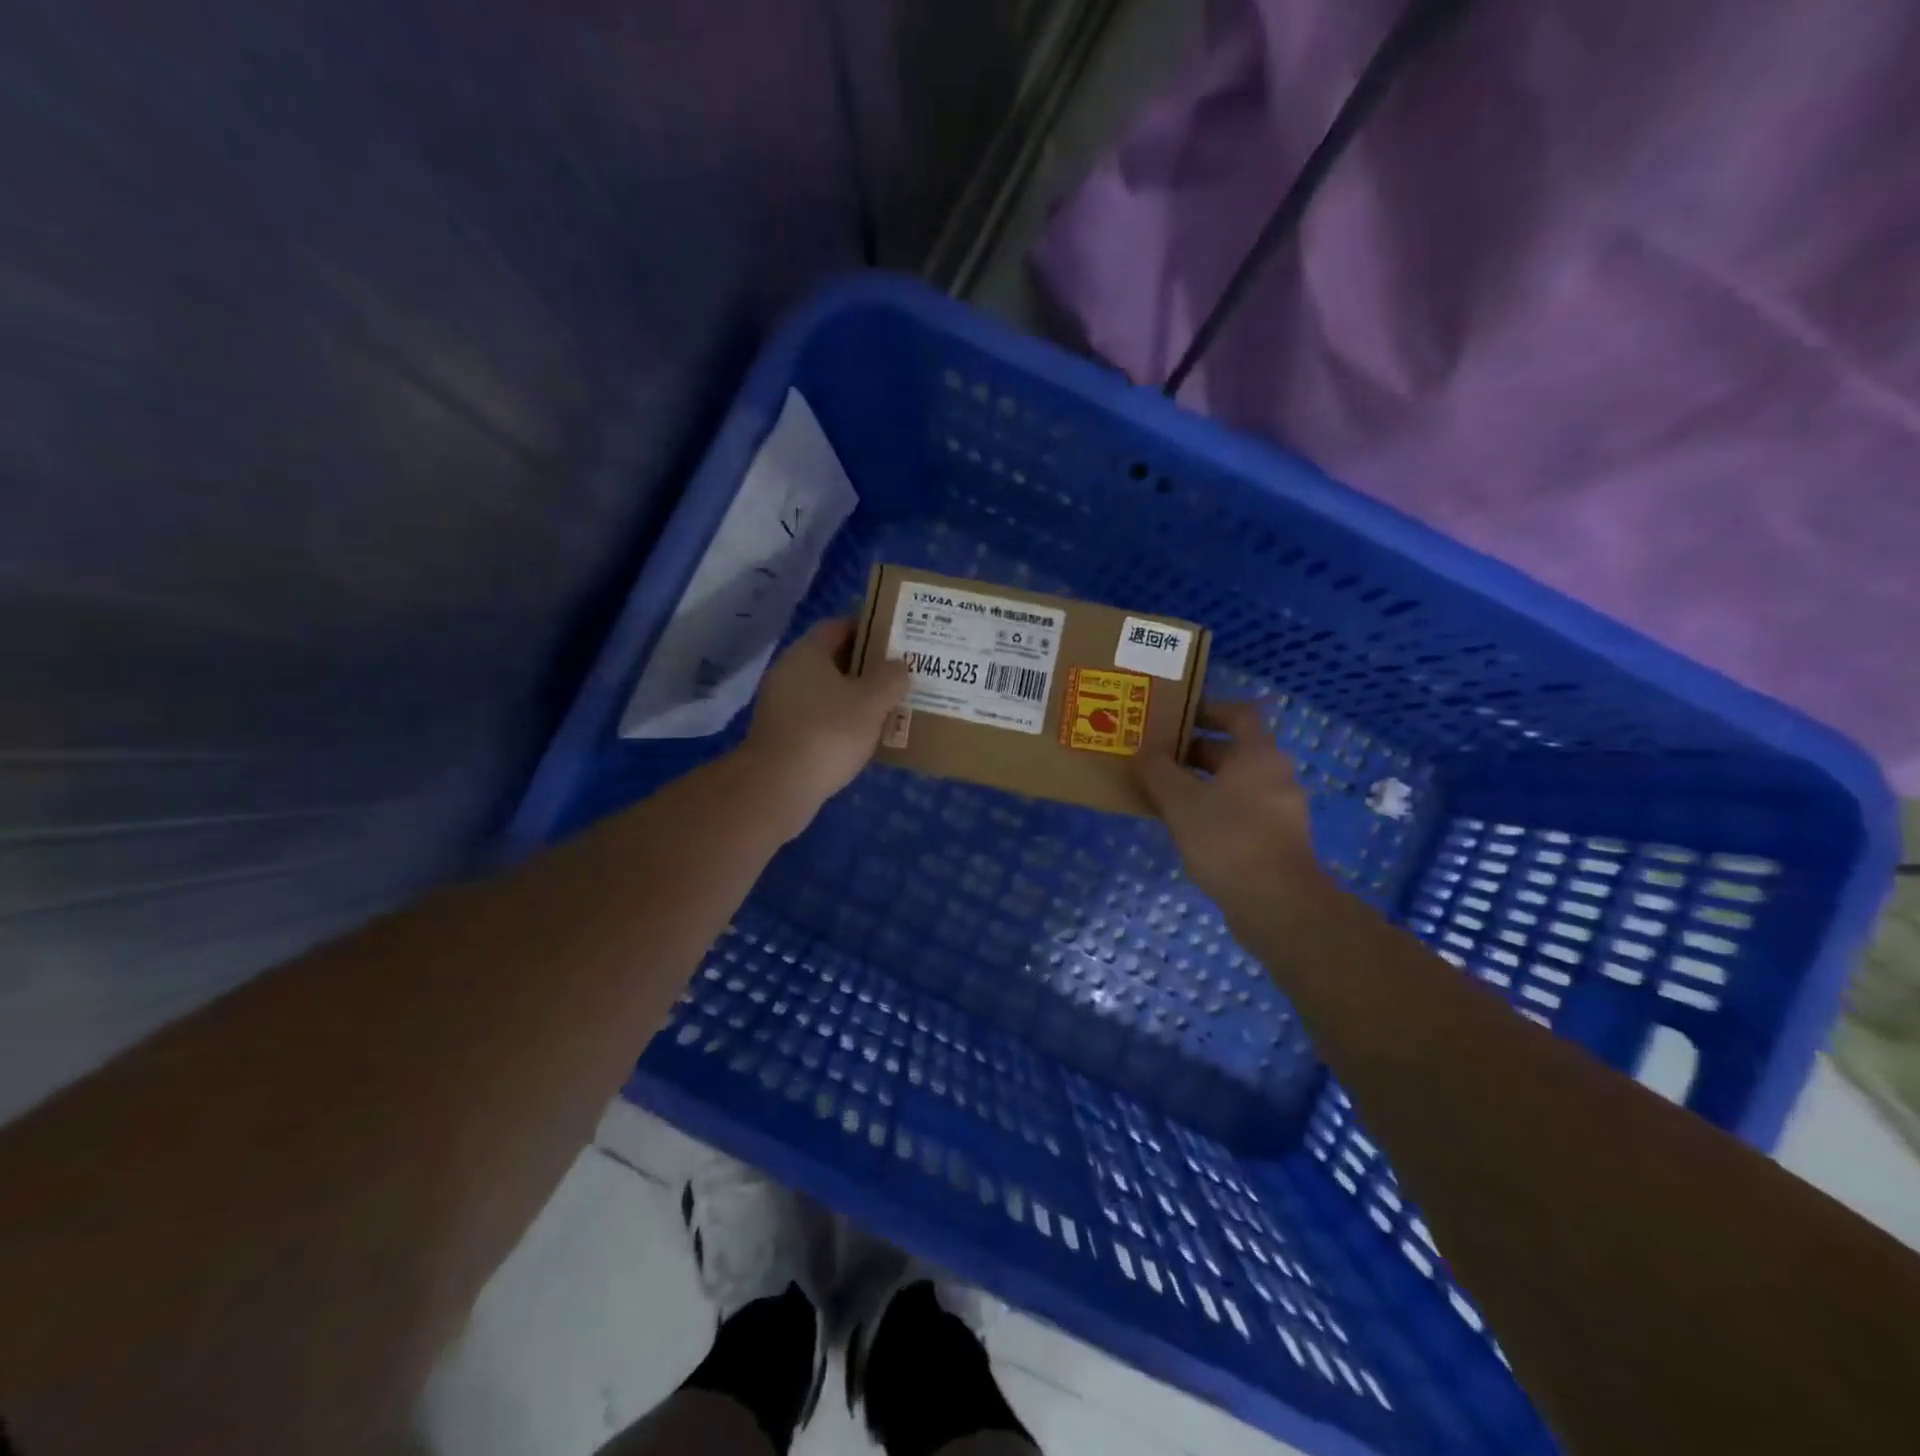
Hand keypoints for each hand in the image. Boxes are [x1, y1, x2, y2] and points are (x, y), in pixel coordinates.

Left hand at [742, 618, 909, 821]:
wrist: (778, 786)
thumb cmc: (828, 733)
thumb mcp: (872, 702)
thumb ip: (891, 678)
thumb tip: (899, 666)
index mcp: (807, 653)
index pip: (838, 626)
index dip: (868, 629)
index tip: (896, 640)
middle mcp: (789, 671)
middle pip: (832, 659)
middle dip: (866, 666)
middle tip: (899, 675)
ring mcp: (781, 704)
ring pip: (826, 691)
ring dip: (855, 697)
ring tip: (888, 707)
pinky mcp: (781, 734)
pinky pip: (817, 717)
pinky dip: (840, 721)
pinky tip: (863, 736)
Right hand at [1136, 700, 1338, 928]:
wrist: (1276, 903)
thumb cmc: (1228, 839)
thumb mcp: (1180, 802)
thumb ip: (1158, 771)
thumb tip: (1143, 751)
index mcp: (1258, 754)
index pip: (1238, 714)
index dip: (1208, 709)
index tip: (1176, 716)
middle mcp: (1276, 774)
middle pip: (1235, 750)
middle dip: (1195, 751)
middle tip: (1158, 756)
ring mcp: (1281, 809)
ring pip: (1237, 783)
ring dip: (1203, 782)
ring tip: (1164, 792)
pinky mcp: (1277, 839)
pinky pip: (1242, 810)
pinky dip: (1215, 809)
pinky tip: (1187, 826)